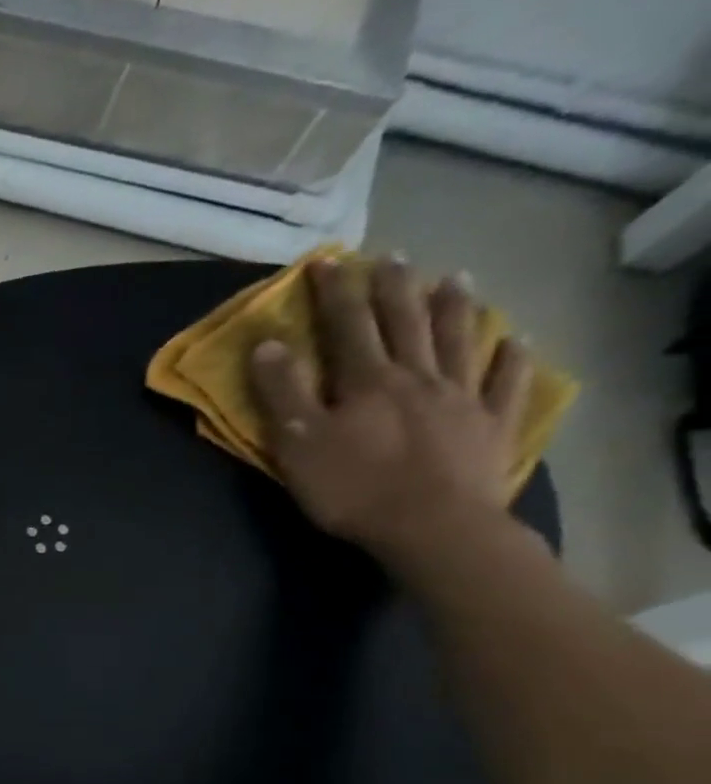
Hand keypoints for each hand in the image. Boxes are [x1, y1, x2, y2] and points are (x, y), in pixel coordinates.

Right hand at [249, 255, 536, 569]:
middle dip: (394, 288)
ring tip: (453, 278)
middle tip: (391, 257)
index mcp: (366, 381)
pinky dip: (512, 358)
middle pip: (406, 322)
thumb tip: (267, 345)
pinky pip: (506, 383)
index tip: (325, 261)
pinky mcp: (491, 426)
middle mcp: (417, 376)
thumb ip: (282, 394)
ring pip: (459, 340)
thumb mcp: (298, 443)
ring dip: (454, 307)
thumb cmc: (352, 488)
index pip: (346, 325)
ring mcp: (462, 398)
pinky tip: (517, 341)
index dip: (334, 292)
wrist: (431, 526)